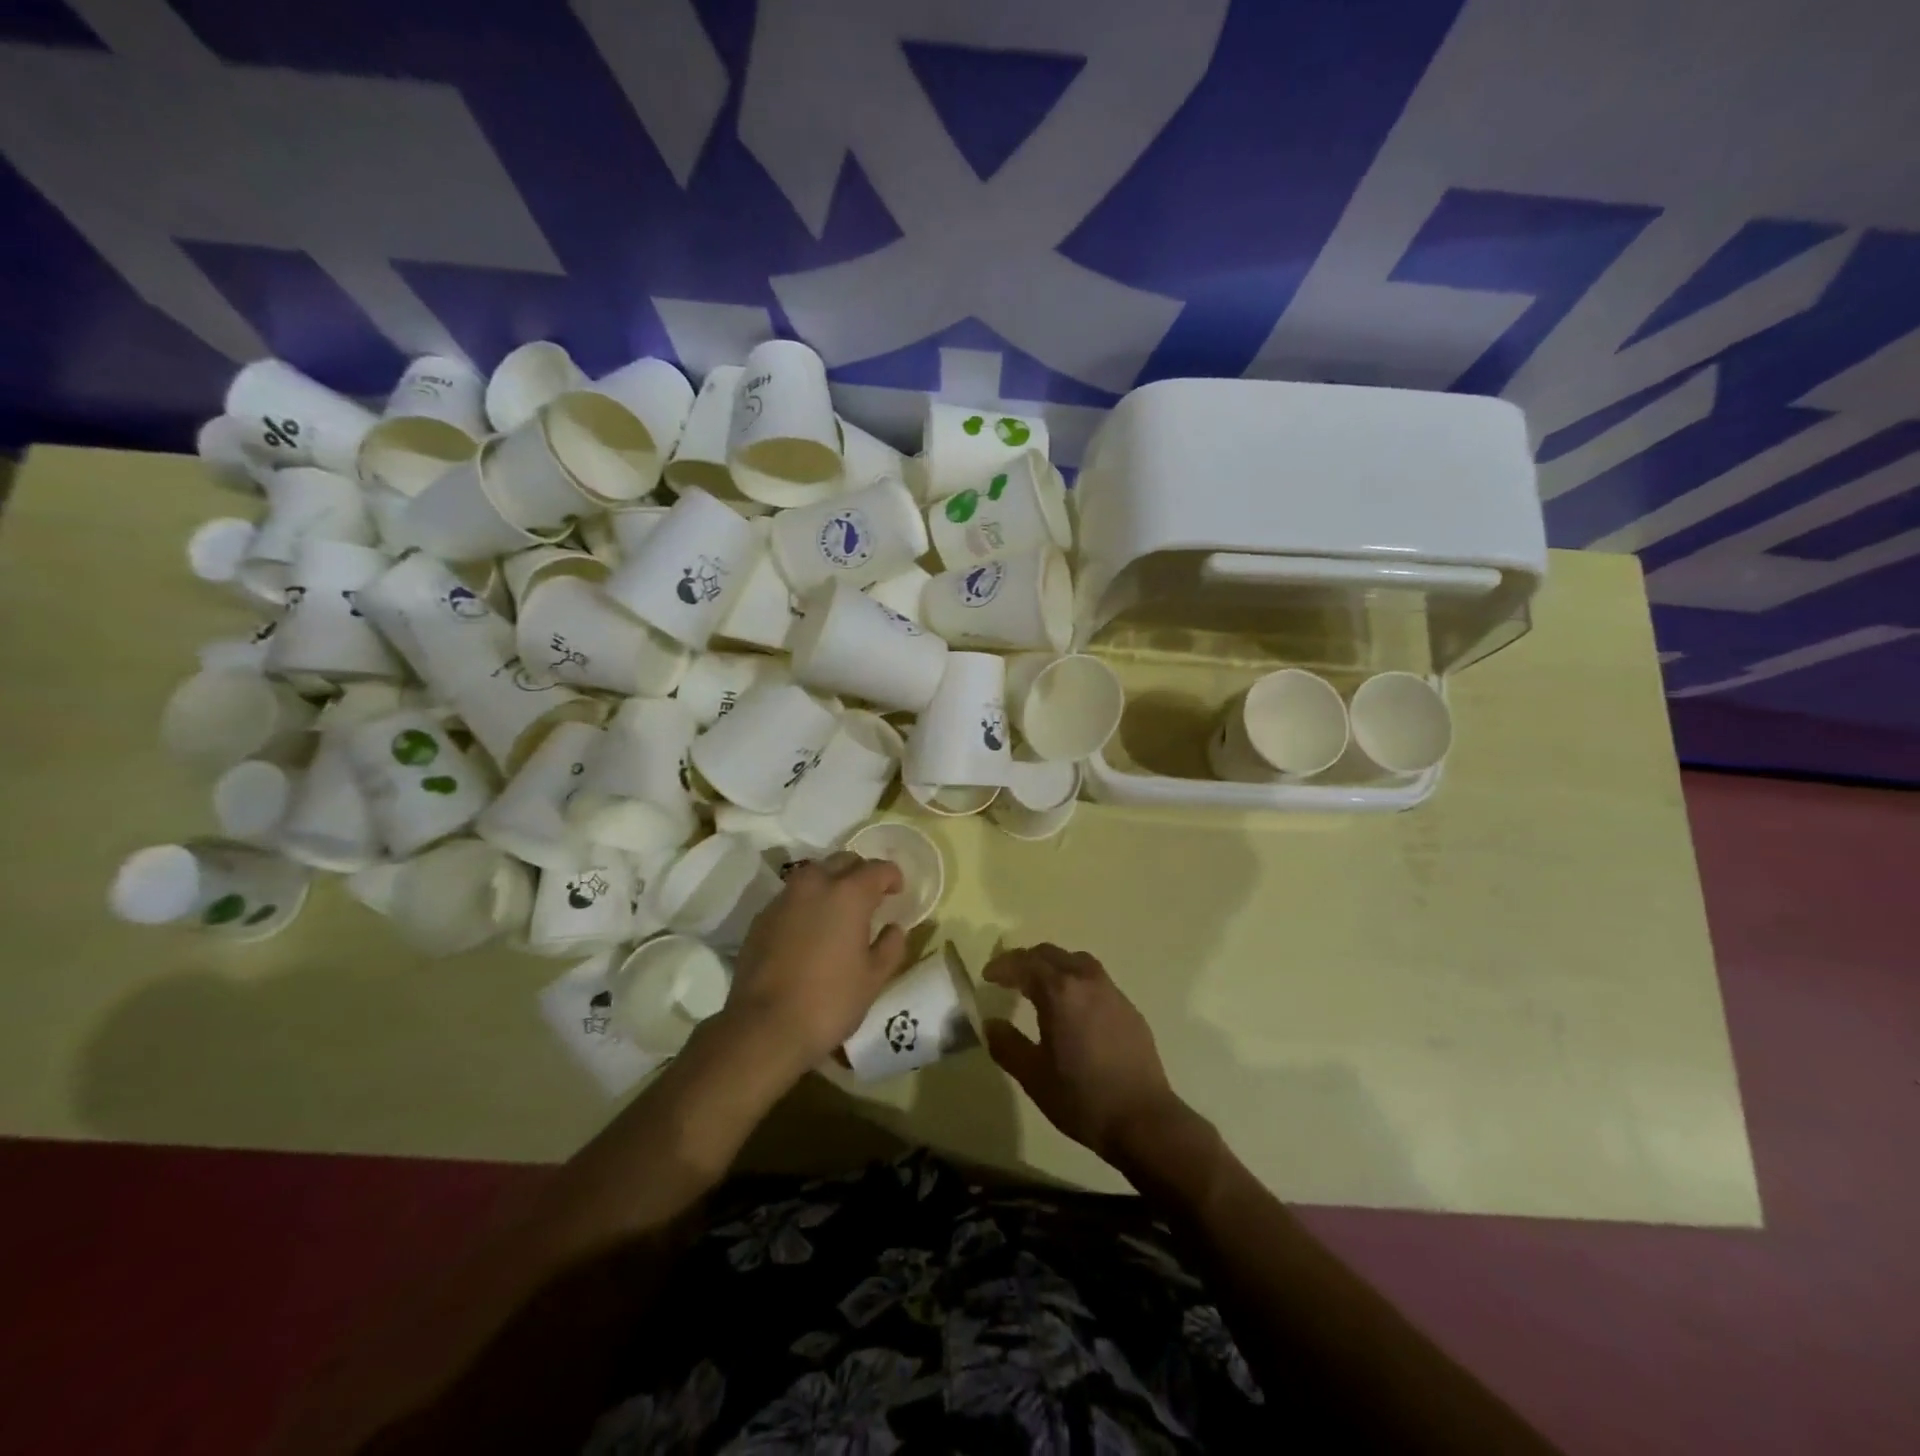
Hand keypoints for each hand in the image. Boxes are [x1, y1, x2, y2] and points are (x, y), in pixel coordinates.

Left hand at [723, 852, 910, 1069]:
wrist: (764, 1027)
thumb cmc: (829, 1001)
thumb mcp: (873, 979)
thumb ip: (890, 947)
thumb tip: (894, 928)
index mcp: (849, 894)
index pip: (878, 868)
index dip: (892, 877)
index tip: (897, 891)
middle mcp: (815, 884)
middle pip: (843, 861)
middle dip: (860, 872)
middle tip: (870, 897)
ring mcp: (784, 898)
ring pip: (814, 874)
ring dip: (831, 883)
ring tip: (839, 909)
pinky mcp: (761, 917)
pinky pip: (792, 897)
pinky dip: (807, 902)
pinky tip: (810, 929)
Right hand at [984, 944, 1187, 1163]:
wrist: (1143, 1120)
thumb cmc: (1082, 1098)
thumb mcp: (1033, 1076)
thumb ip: (1007, 1045)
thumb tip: (992, 1023)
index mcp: (1060, 992)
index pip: (1025, 963)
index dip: (1003, 966)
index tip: (988, 976)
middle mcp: (1087, 981)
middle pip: (1051, 954)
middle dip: (1026, 961)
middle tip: (1009, 978)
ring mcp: (1112, 992)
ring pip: (1077, 961)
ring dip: (1054, 966)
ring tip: (1040, 986)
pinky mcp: (1129, 1008)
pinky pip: (1096, 980)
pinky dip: (1076, 981)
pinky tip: (1073, 1008)